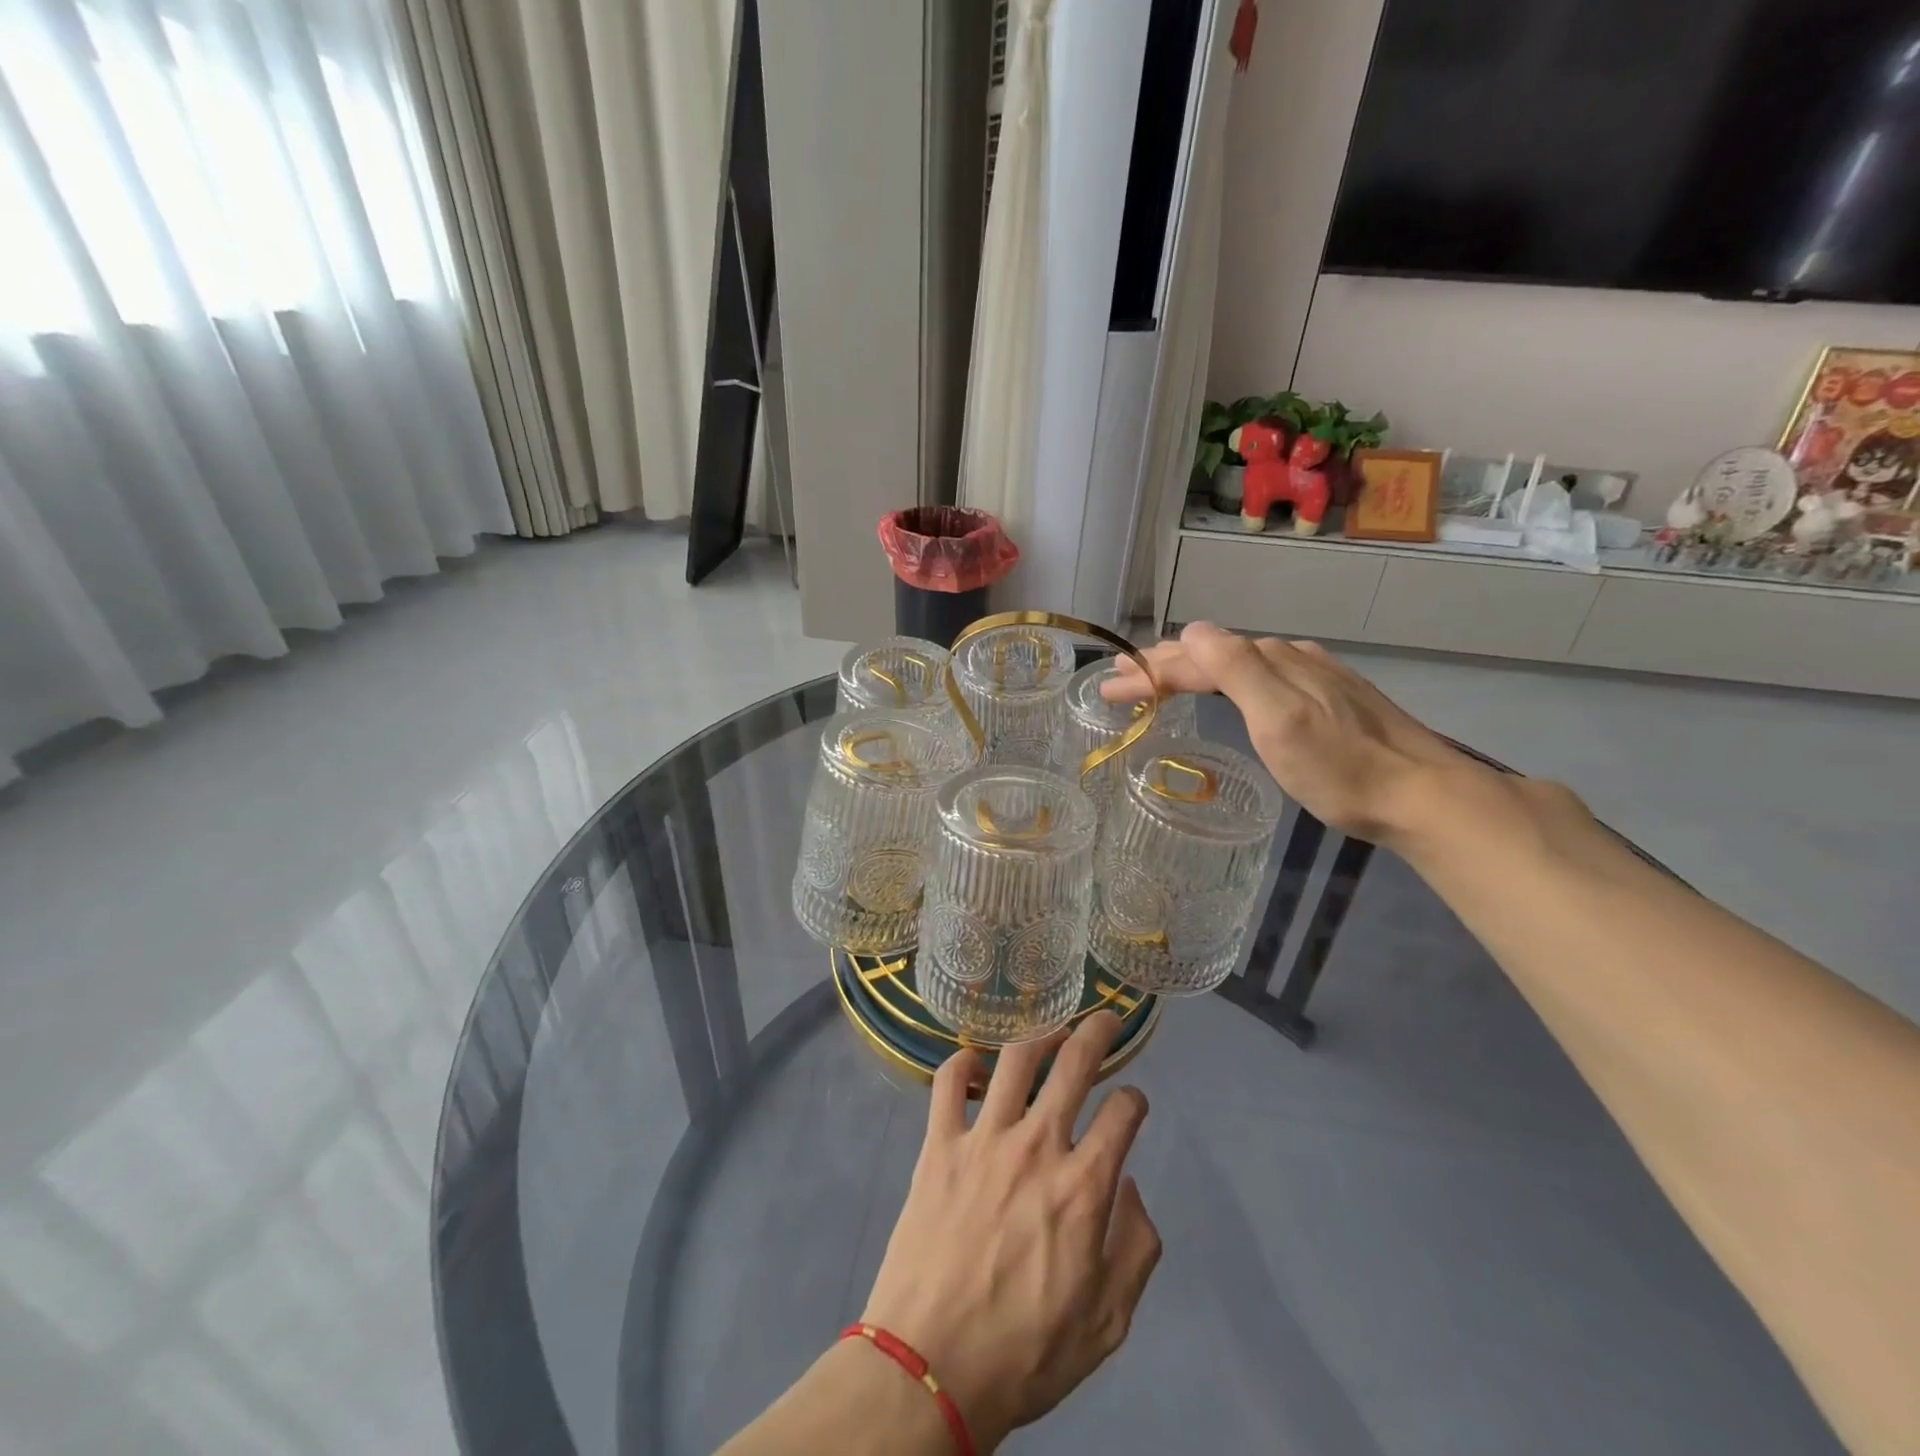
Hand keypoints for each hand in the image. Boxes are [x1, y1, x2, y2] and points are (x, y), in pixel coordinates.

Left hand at [859, 1012, 1160, 1451]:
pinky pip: (947, 1082)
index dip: (1136, 1101)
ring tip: (1050, 1030)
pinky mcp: (938, 1143)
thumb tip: (1131, 1186)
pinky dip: (962, 1062)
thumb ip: (1136, 1249)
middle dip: (1098, 1032)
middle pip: (1075, 1064)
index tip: (1133, 1105)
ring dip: (1040, 1034)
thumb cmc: (1025, 1354)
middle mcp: (1038, 1147)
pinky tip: (975, 1063)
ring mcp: (984, 1139)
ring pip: (1016, 1059)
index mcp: (1084, 1188)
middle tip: (1105, 1018)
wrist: (931, 1369)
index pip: (1124, 1114)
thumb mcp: (1107, 1323)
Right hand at [1102, 621, 1474, 842]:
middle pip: (1211, 655)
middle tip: (1119, 680)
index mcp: (1270, 662)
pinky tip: (1226, 689)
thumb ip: (1236, 670)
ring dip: (1189, 671)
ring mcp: (1311, 676)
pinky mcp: (1327, 697)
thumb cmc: (1339, 767)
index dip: (1148, 672)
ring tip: (1158, 681)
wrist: (1421, 794)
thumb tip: (1191, 631)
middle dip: (1160, 667)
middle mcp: (1288, 658)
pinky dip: (1223, 681)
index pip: (1193, 658)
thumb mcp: (1279, 720)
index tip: (1107, 689)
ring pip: (1235, 664)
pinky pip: (1257, 677)